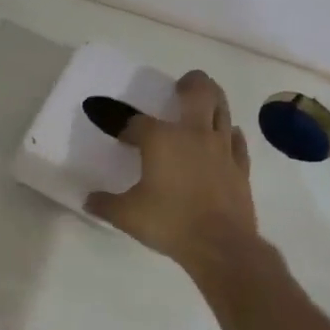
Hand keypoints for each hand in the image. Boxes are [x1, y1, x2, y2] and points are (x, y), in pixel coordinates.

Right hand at [85, 70, 260, 274]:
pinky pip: (236, 140)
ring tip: (204, 103)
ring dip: (213, 101)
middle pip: (198, 93)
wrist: (220, 246)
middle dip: (190, 83)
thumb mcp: (126, 215)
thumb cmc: (169, 223)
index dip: (126, 127)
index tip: (121, 136)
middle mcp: (193, 134)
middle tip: (182, 85)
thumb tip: (89, 200)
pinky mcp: (240, 166)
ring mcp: (221, 148)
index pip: (137, 122)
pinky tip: (224, 138)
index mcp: (161, 139)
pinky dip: (228, 134)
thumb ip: (105, 204)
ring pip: (222, 109)